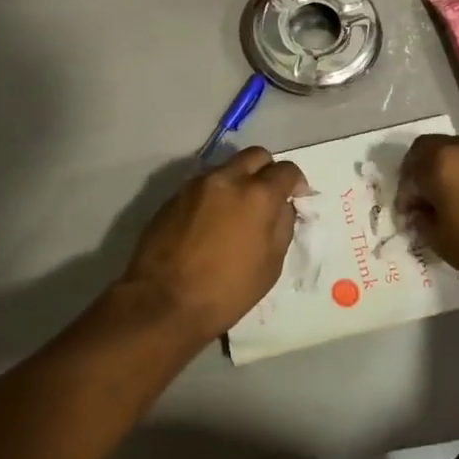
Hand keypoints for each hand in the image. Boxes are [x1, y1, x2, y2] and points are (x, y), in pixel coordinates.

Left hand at [120, 147, 306, 342]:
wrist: (162, 303)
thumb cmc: (225, 292)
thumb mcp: (270, 266)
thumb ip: (282, 226)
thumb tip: (282, 207)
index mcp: (257, 195)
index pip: (286, 170)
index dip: (296, 182)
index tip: (295, 197)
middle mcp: (227, 179)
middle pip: (255, 155)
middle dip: (267, 170)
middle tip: (267, 197)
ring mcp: (196, 184)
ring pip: (227, 167)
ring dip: (238, 181)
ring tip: (236, 212)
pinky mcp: (174, 195)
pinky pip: (204, 184)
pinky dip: (215, 194)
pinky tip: (211, 222)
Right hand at [395, 133, 458, 295]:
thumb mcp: (443, 242)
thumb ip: (422, 221)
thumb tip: (418, 211)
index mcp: (440, 161)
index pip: (409, 169)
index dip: (405, 193)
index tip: (409, 214)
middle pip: (431, 149)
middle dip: (422, 172)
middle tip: (426, 200)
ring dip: (450, 169)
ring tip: (456, 199)